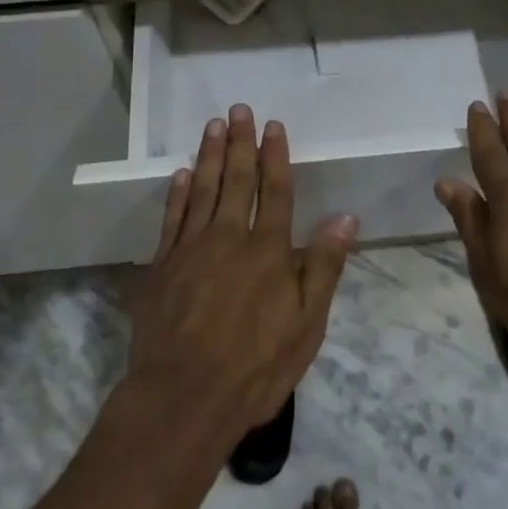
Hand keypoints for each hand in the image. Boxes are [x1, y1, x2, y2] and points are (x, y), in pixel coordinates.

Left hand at [128, 105, 357, 439]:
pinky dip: (178, 193)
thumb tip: (345, 217)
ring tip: (213, 126)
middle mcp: (229, 238)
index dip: (276, 156)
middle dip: (241, 142)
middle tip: (239, 109)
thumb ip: (323, 267)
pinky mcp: (162, 266)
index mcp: (268, 250)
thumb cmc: (255, 367)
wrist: (183, 399)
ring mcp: (191, 249)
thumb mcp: (306, 324)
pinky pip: (172, 218)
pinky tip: (182, 173)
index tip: (274, 126)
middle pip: (237, 180)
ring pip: (203, 189)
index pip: (275, 191)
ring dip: (210, 156)